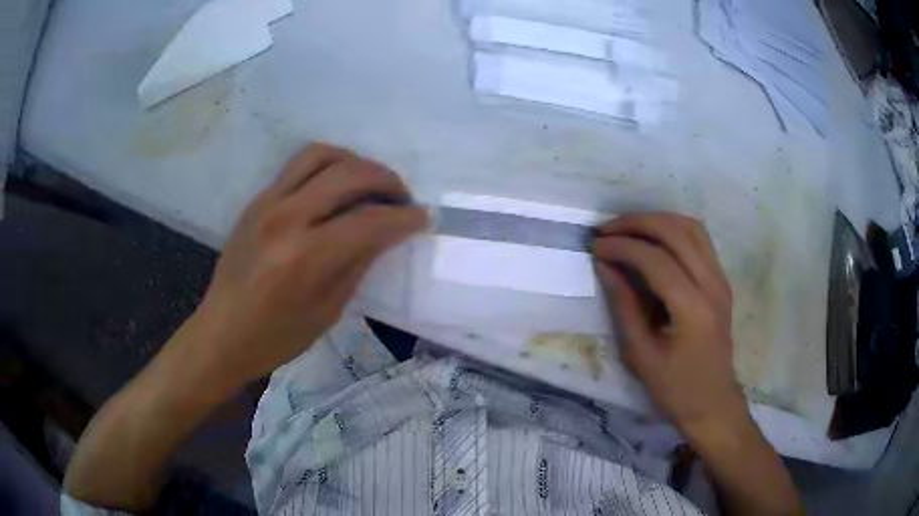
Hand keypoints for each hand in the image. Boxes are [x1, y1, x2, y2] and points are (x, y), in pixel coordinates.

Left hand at [182, 143, 427, 392]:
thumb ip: (358, 264)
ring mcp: (267, 202)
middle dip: (387, 180)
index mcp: (305, 257)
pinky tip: (337, 188)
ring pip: (322, 154)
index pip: (369, 221)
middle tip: (402, 198)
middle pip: (349, 174)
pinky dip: (328, 166)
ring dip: (356, 163)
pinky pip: (299, 165)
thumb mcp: (327, 311)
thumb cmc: (275, 338)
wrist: (221, 333)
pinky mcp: (257, 199)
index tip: (423, 218)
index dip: (404, 217)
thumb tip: (386, 232)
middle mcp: (286, 218)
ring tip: (369, 184)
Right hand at [592, 213, 746, 439]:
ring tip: (628, 229)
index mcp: (693, 309)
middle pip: (676, 232)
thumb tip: (606, 266)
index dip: (623, 246)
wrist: (713, 402)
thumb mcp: (641, 355)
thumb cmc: (675, 389)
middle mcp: (712, 285)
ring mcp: (721, 279)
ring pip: (691, 227)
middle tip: (607, 230)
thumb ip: (624, 306)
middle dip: (638, 222)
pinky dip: (673, 229)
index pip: (656, 259)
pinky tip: (654, 239)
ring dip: (657, 220)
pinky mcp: (721, 280)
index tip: (596, 246)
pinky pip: (699, 239)